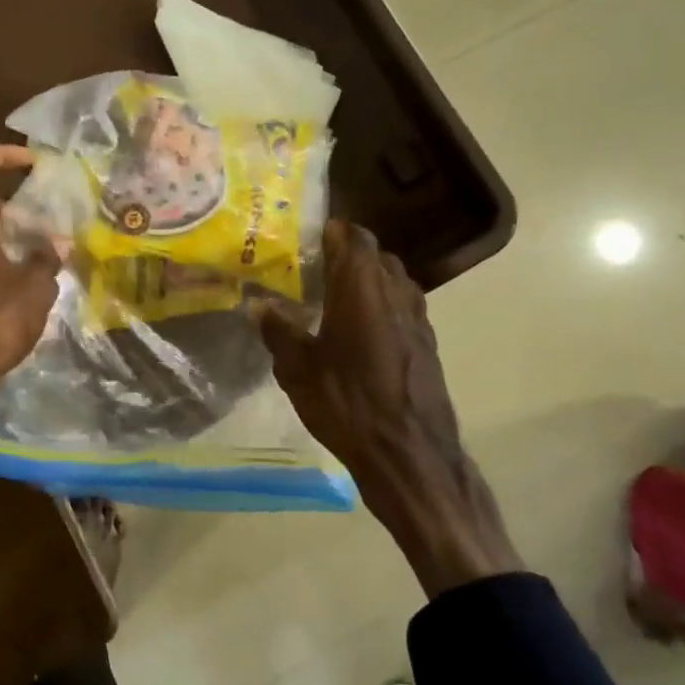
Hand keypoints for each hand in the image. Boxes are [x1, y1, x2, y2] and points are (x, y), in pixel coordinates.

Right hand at [260, 220, 521, 596]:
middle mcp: (395, 291)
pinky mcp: (426, 343)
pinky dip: (380, 306)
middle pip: (374, 254)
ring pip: (391, 280)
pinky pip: (401, 307)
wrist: (408, 453)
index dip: (330, 231)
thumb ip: (278, 330)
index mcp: (362, 286)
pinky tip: (356, 332)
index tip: (304, 238)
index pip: (352, 236)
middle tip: (311, 268)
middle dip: (345, 255)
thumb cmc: (347, 402)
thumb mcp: (298, 368)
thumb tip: (257, 305)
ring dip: (365, 280)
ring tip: (332, 297)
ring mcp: (417, 317)